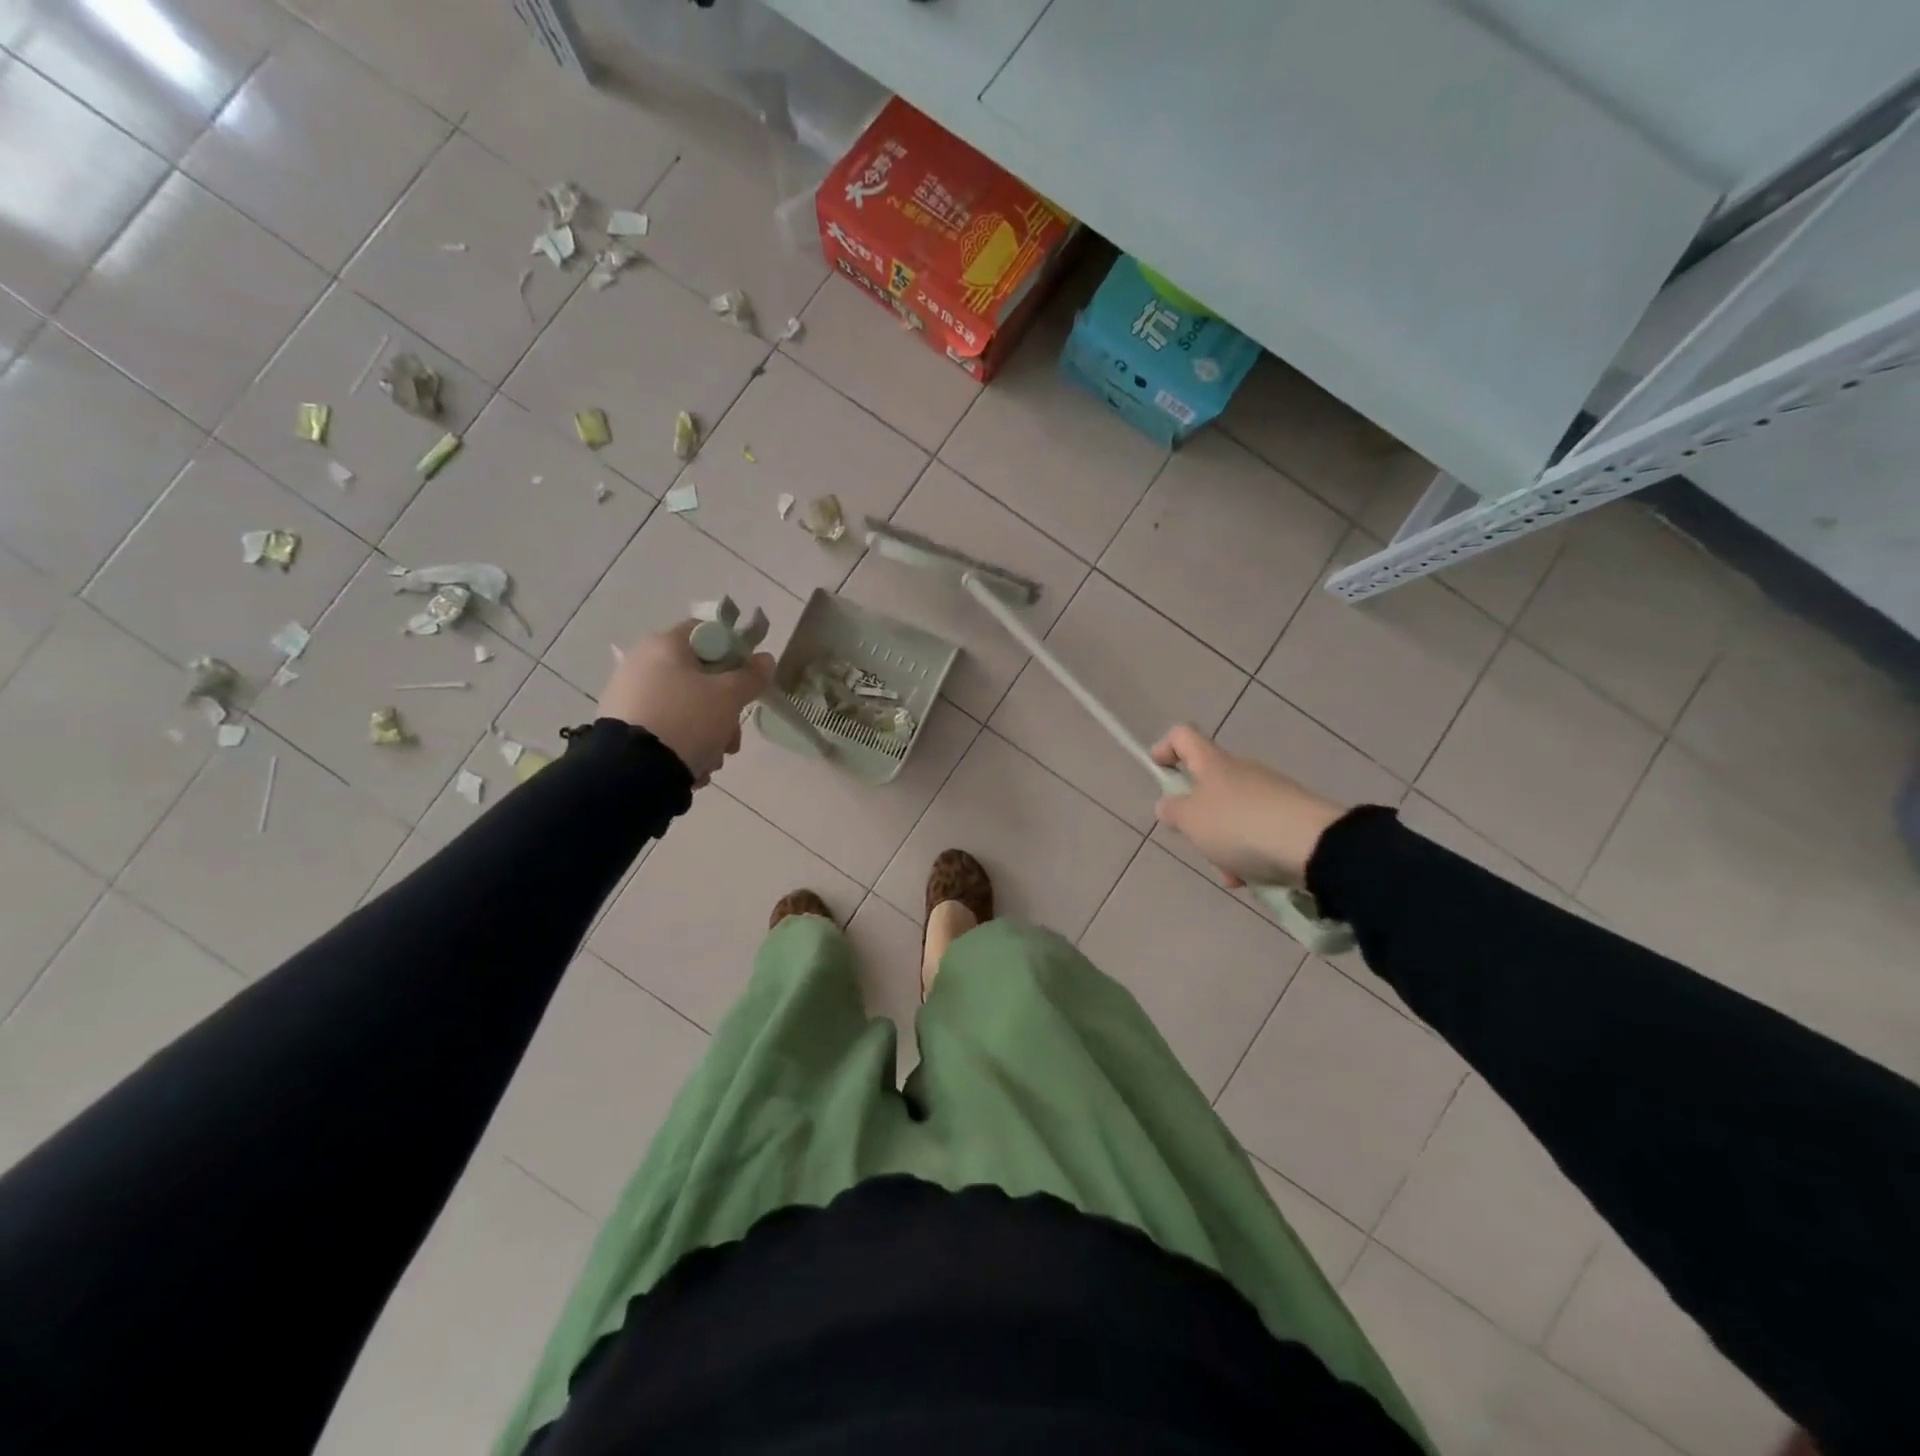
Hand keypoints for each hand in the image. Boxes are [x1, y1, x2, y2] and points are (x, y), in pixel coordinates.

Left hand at [598, 621, 773, 785]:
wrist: (631, 771)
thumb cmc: (686, 719)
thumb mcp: (729, 697)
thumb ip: (751, 676)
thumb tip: (765, 659)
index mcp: (664, 644)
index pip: (708, 633)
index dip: (734, 653)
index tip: (747, 681)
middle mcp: (641, 663)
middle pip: (699, 678)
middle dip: (724, 710)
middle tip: (733, 736)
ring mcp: (628, 696)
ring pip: (685, 709)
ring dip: (707, 735)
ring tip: (712, 761)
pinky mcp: (621, 727)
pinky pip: (664, 730)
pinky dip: (682, 747)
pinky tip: (690, 767)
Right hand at [1150, 724, 1346, 888]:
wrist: (1314, 845)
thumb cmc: (1240, 826)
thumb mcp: (1191, 821)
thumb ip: (1173, 811)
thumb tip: (1169, 804)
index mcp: (1213, 764)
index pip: (1183, 736)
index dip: (1166, 748)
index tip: (1159, 771)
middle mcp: (1242, 770)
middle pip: (1208, 785)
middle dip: (1198, 818)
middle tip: (1196, 842)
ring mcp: (1271, 792)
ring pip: (1233, 815)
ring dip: (1224, 844)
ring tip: (1231, 874)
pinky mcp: (1293, 816)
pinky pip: (1259, 832)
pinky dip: (1250, 853)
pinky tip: (1254, 878)